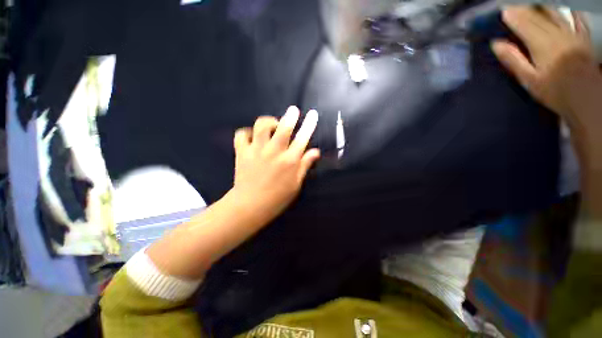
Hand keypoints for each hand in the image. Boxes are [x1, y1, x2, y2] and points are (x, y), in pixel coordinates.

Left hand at [231, 106, 320, 222]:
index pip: (303, 138)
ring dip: (269, 121)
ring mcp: (257, 150)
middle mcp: (274, 152)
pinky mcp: (242, 152)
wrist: (250, 205)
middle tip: (293, 110)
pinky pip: (241, 135)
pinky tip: (251, 136)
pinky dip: (246, 132)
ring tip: (272, 124)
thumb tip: (316, 151)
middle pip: (284, 128)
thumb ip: (305, 165)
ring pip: (261, 126)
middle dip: (290, 115)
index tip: (313, 114)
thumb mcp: (296, 184)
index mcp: (289, 161)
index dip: (309, 124)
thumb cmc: (277, 197)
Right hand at [492, 7, 601, 144]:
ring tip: (532, 3)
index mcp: (541, 42)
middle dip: (522, 8)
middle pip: (536, 15)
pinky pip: (576, 19)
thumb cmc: (555, 91)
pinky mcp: (582, 38)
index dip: (511, 14)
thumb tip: (496, 43)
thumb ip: (513, 59)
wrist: (587, 99)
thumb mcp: (529, 79)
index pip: (522, 22)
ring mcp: (571, 33)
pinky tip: (566, 7)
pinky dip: (570, 11)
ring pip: (554, 13)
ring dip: (541, 6)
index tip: (501, 10)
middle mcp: (556, 32)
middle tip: (512, 5)